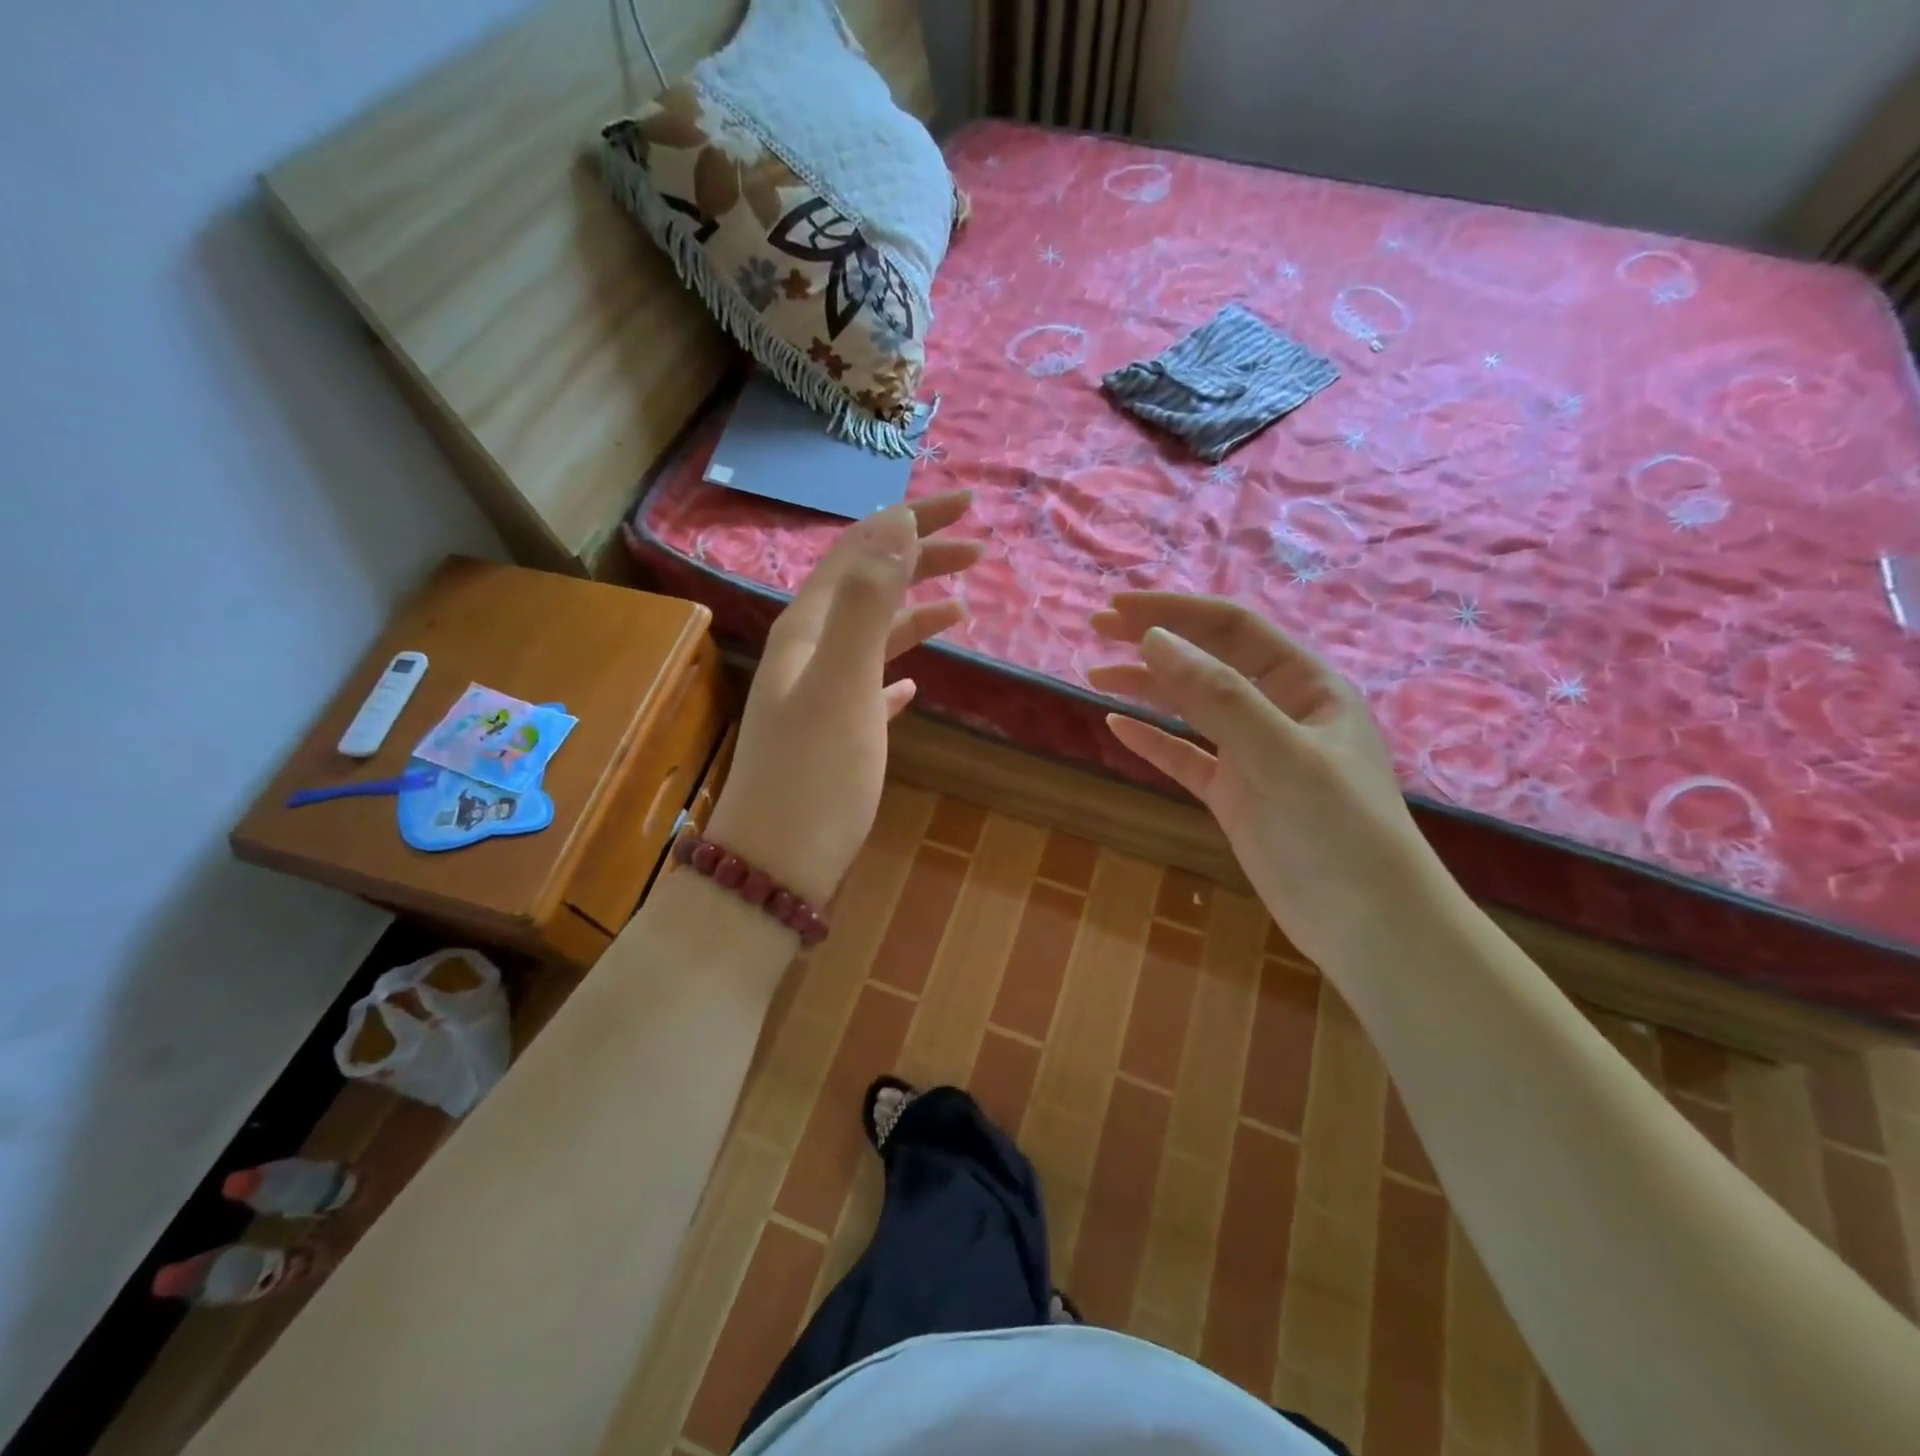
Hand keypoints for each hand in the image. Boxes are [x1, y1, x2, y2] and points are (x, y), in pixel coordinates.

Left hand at [704, 493, 978, 909]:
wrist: (773, 868)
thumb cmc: (813, 777)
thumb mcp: (842, 683)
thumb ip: (866, 603)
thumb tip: (895, 524)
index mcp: (807, 628)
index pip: (863, 549)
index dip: (912, 520)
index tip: (968, 504)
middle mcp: (809, 652)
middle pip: (868, 586)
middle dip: (920, 559)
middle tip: (980, 547)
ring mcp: (821, 694)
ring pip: (873, 636)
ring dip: (916, 612)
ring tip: (965, 604)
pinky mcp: (836, 735)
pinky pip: (871, 686)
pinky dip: (898, 670)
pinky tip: (917, 682)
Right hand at [1088, 592, 1438, 967]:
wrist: (1370, 928)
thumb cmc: (1339, 830)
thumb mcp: (1279, 754)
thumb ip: (1217, 696)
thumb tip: (1154, 639)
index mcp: (1305, 685)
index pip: (1232, 629)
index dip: (1175, 612)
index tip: (1117, 609)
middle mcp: (1278, 711)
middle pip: (1208, 661)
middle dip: (1154, 641)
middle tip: (1097, 629)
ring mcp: (1254, 755)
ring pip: (1191, 708)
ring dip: (1146, 688)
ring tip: (1094, 674)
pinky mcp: (1235, 796)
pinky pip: (1186, 757)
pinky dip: (1153, 740)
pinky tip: (1117, 727)